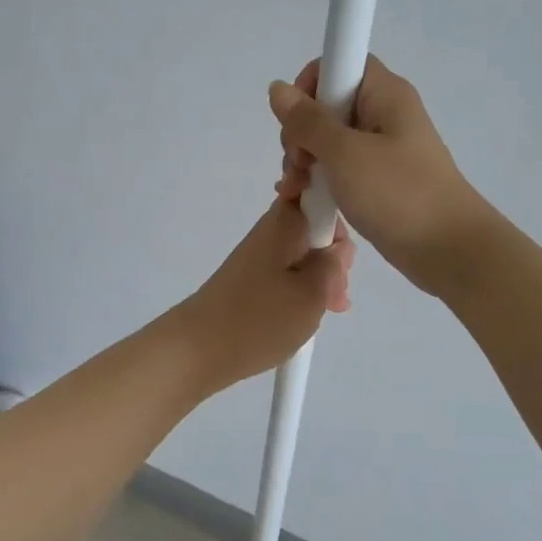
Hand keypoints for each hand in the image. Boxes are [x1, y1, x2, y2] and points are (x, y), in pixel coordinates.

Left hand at [174, 200, 353, 391]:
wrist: (199, 348)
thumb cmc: (260, 318)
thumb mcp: (313, 293)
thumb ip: (333, 265)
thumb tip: (337, 248)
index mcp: (286, 221)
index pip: (321, 192)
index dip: (340, 218)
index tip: (342, 256)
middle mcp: (272, 229)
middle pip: (316, 227)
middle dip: (334, 257)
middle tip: (337, 293)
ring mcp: (260, 254)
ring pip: (304, 254)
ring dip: (321, 278)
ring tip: (328, 309)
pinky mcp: (252, 277)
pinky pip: (288, 273)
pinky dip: (302, 290)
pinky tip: (309, 315)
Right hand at [271, 55, 491, 294]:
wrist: (450, 250)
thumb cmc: (398, 194)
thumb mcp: (345, 154)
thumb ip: (307, 121)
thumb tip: (277, 88)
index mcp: (385, 94)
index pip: (340, 62)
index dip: (311, 84)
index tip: (297, 121)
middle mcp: (385, 114)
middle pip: (329, 104)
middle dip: (301, 132)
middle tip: (299, 165)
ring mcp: (383, 149)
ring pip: (330, 140)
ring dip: (306, 160)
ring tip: (298, 189)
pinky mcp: (380, 180)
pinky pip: (341, 167)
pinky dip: (321, 178)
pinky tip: (305, 198)